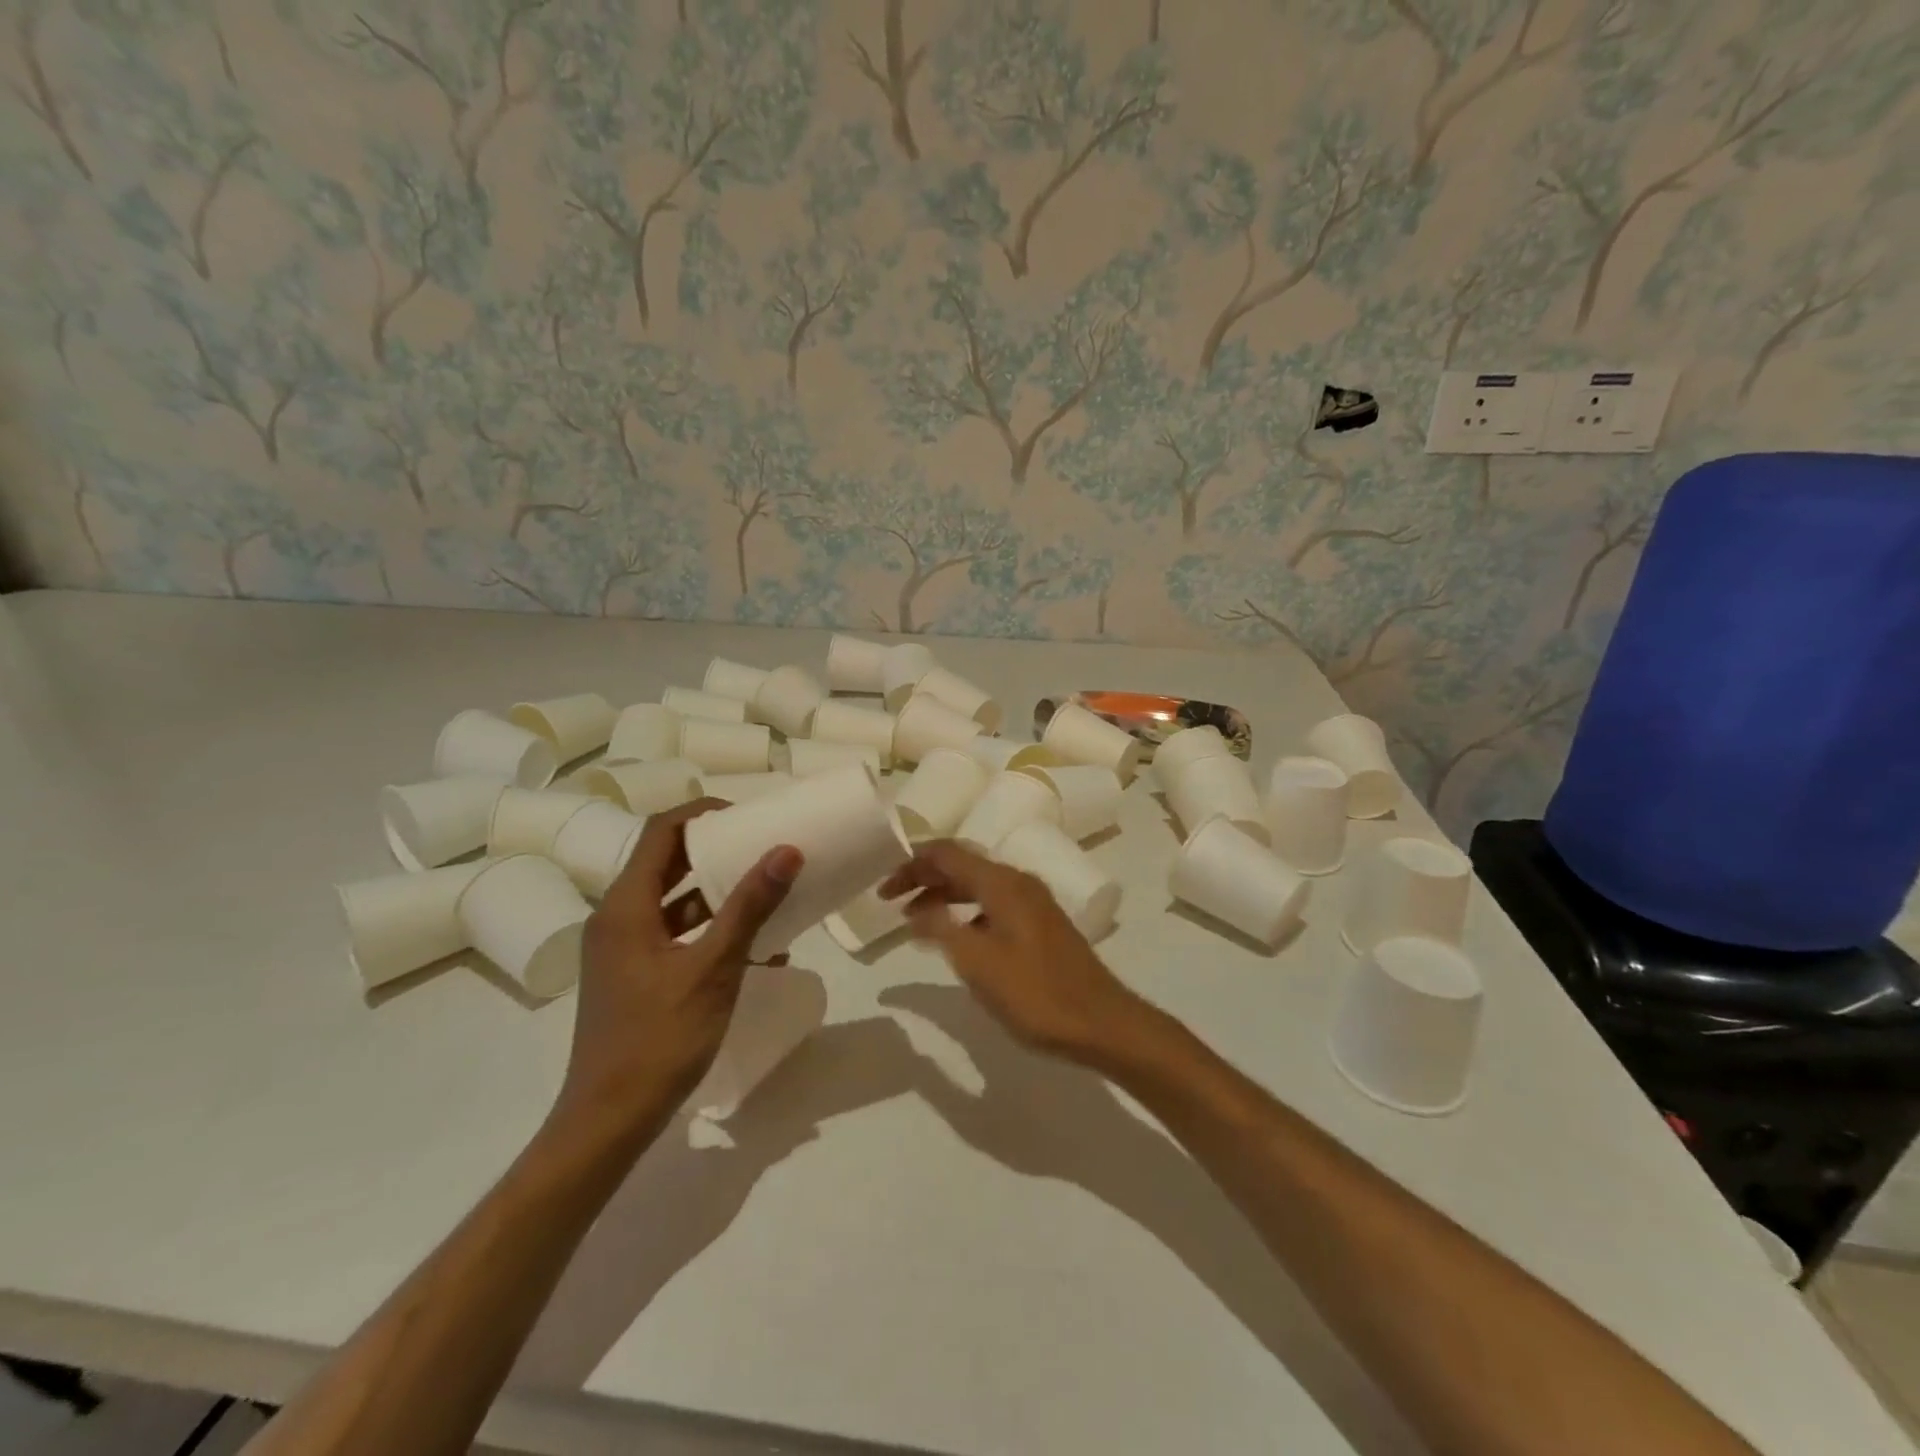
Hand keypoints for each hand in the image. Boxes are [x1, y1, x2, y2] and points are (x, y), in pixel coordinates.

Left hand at [558, 799, 800, 1135]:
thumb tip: (786, 850)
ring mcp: (624, 950)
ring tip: (769, 894)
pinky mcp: (634, 976)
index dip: (703, 815)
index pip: (662, 832)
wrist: (609, 1120)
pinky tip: (758, 951)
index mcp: (626, 906)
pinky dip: (712, 932)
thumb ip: (749, 907)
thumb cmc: (659, 1038)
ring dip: (720, 895)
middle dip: (717, 852)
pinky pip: (676, 936)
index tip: (749, 818)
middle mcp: (618, 919)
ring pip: (675, 902)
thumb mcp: (714, 968)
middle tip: (765, 848)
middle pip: (668, 864)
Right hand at [880, 840, 1141, 1060]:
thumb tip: (916, 911)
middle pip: (962, 864)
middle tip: (890, 901)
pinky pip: (992, 903)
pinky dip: (965, 912)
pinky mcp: (1040, 924)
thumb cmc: (1035, 993)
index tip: (882, 888)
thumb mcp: (977, 963)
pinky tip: (954, 938)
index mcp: (1002, 883)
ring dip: (943, 896)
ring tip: (914, 920)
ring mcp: (1032, 902)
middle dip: (923, 877)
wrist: (1101, 1022)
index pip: (947, 853)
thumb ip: (942, 929)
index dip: (911, 864)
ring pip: (977, 885)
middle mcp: (1018, 882)